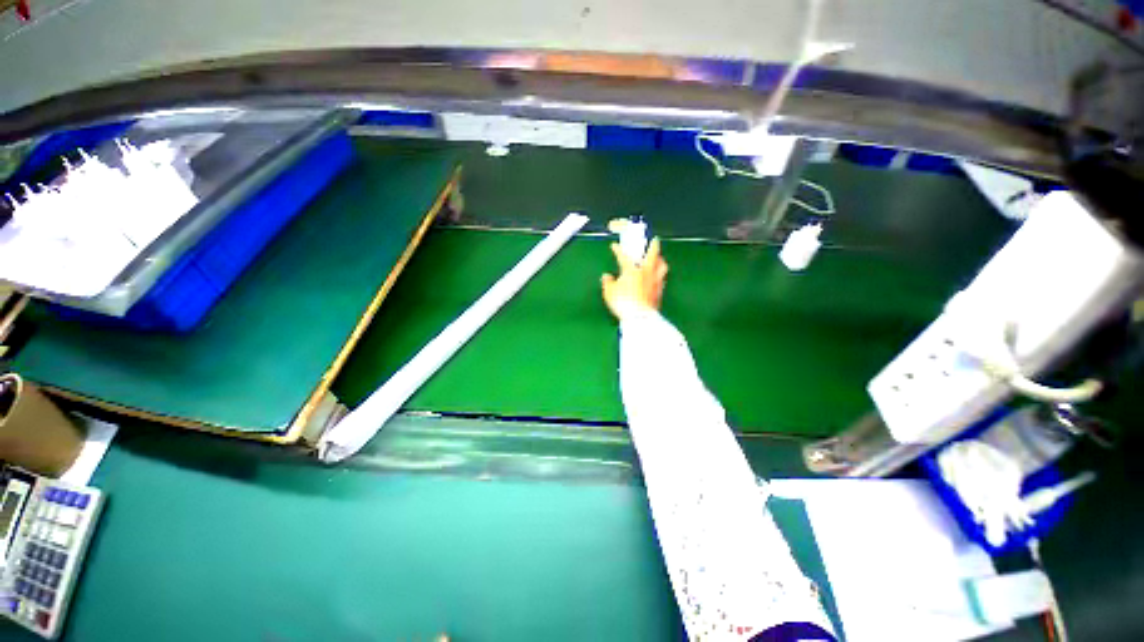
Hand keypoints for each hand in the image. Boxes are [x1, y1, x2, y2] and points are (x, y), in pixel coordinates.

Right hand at [601, 236, 667, 320]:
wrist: (639, 317)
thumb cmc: (623, 302)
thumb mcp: (609, 293)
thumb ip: (608, 282)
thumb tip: (607, 276)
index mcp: (632, 270)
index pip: (624, 256)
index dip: (618, 250)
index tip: (614, 246)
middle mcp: (646, 272)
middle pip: (652, 254)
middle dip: (653, 245)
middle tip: (654, 240)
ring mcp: (655, 281)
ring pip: (662, 265)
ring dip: (660, 259)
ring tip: (659, 258)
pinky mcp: (660, 291)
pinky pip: (662, 278)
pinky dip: (660, 274)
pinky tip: (657, 277)